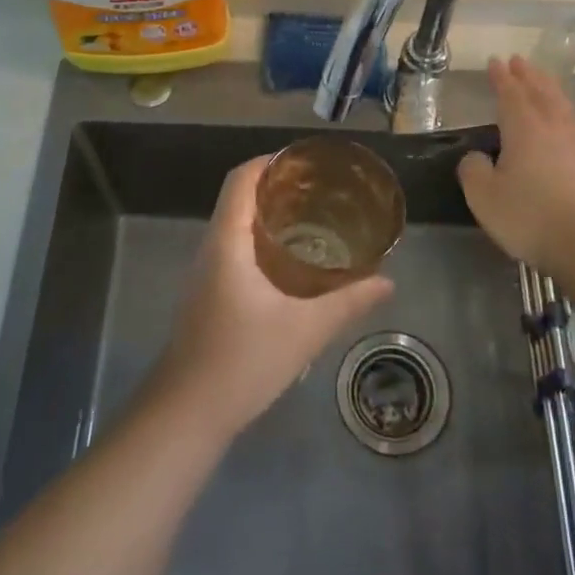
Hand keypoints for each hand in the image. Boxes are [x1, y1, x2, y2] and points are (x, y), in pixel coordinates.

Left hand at [153, 158, 392, 440]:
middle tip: (321, 189)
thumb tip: (388, 281)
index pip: (240, 180)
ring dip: (269, 213)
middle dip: (277, 185)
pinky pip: (235, 248)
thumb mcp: (305, 330)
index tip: (306, 161)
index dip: (269, 161)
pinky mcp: (208, 294)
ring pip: (236, 224)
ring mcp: (206, 273)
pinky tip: (292, 261)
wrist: (186, 413)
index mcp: (228, 243)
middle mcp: (212, 249)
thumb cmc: (242, 362)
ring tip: (313, 217)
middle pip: (239, 197)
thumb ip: (348, 302)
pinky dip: (262, 239)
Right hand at [457, 56, 574, 272]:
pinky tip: (570, 128)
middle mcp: (554, 129)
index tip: (495, 61)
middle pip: (542, 93)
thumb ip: (473, 171)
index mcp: (524, 129)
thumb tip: (476, 157)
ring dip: (551, 91)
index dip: (501, 77)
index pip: (511, 94)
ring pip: (563, 108)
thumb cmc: (531, 216)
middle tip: (520, 61)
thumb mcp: (484, 197)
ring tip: (544, 83)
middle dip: (529, 76)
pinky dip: (568, 120)